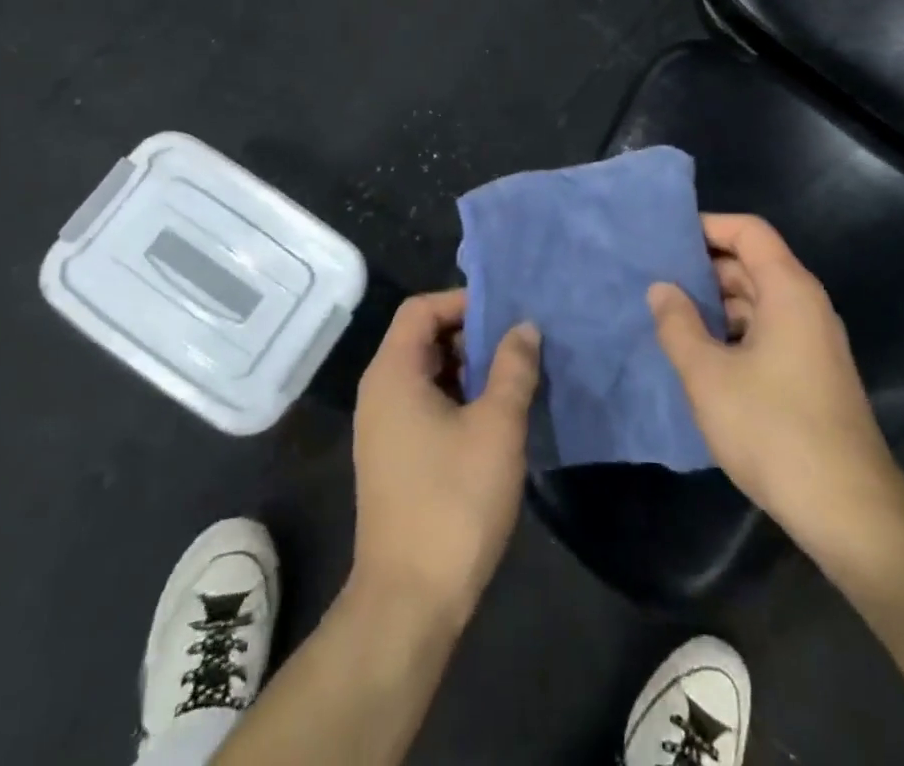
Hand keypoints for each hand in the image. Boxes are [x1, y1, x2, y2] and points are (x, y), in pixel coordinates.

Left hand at [350, 290, 539, 632]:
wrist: (409, 601)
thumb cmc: (453, 502)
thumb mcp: (497, 426)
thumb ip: (513, 368)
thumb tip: (524, 327)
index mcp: (393, 373)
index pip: (421, 308)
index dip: (462, 302)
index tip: (506, 316)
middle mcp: (379, 392)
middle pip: (423, 337)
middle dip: (471, 336)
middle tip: (518, 349)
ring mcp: (383, 427)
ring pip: (428, 373)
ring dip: (469, 370)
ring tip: (514, 381)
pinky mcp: (394, 457)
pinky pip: (425, 404)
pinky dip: (458, 399)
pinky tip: (495, 419)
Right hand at [648, 214, 903, 556]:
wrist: (849, 510)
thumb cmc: (773, 429)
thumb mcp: (708, 375)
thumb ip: (678, 324)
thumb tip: (661, 288)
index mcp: (789, 290)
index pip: (749, 231)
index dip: (708, 226)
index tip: (666, 238)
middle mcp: (806, 305)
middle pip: (753, 263)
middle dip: (704, 267)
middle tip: (656, 279)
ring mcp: (812, 341)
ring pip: (758, 300)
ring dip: (716, 303)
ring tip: (669, 315)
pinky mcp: (812, 372)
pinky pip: (767, 330)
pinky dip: (733, 330)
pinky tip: (701, 354)